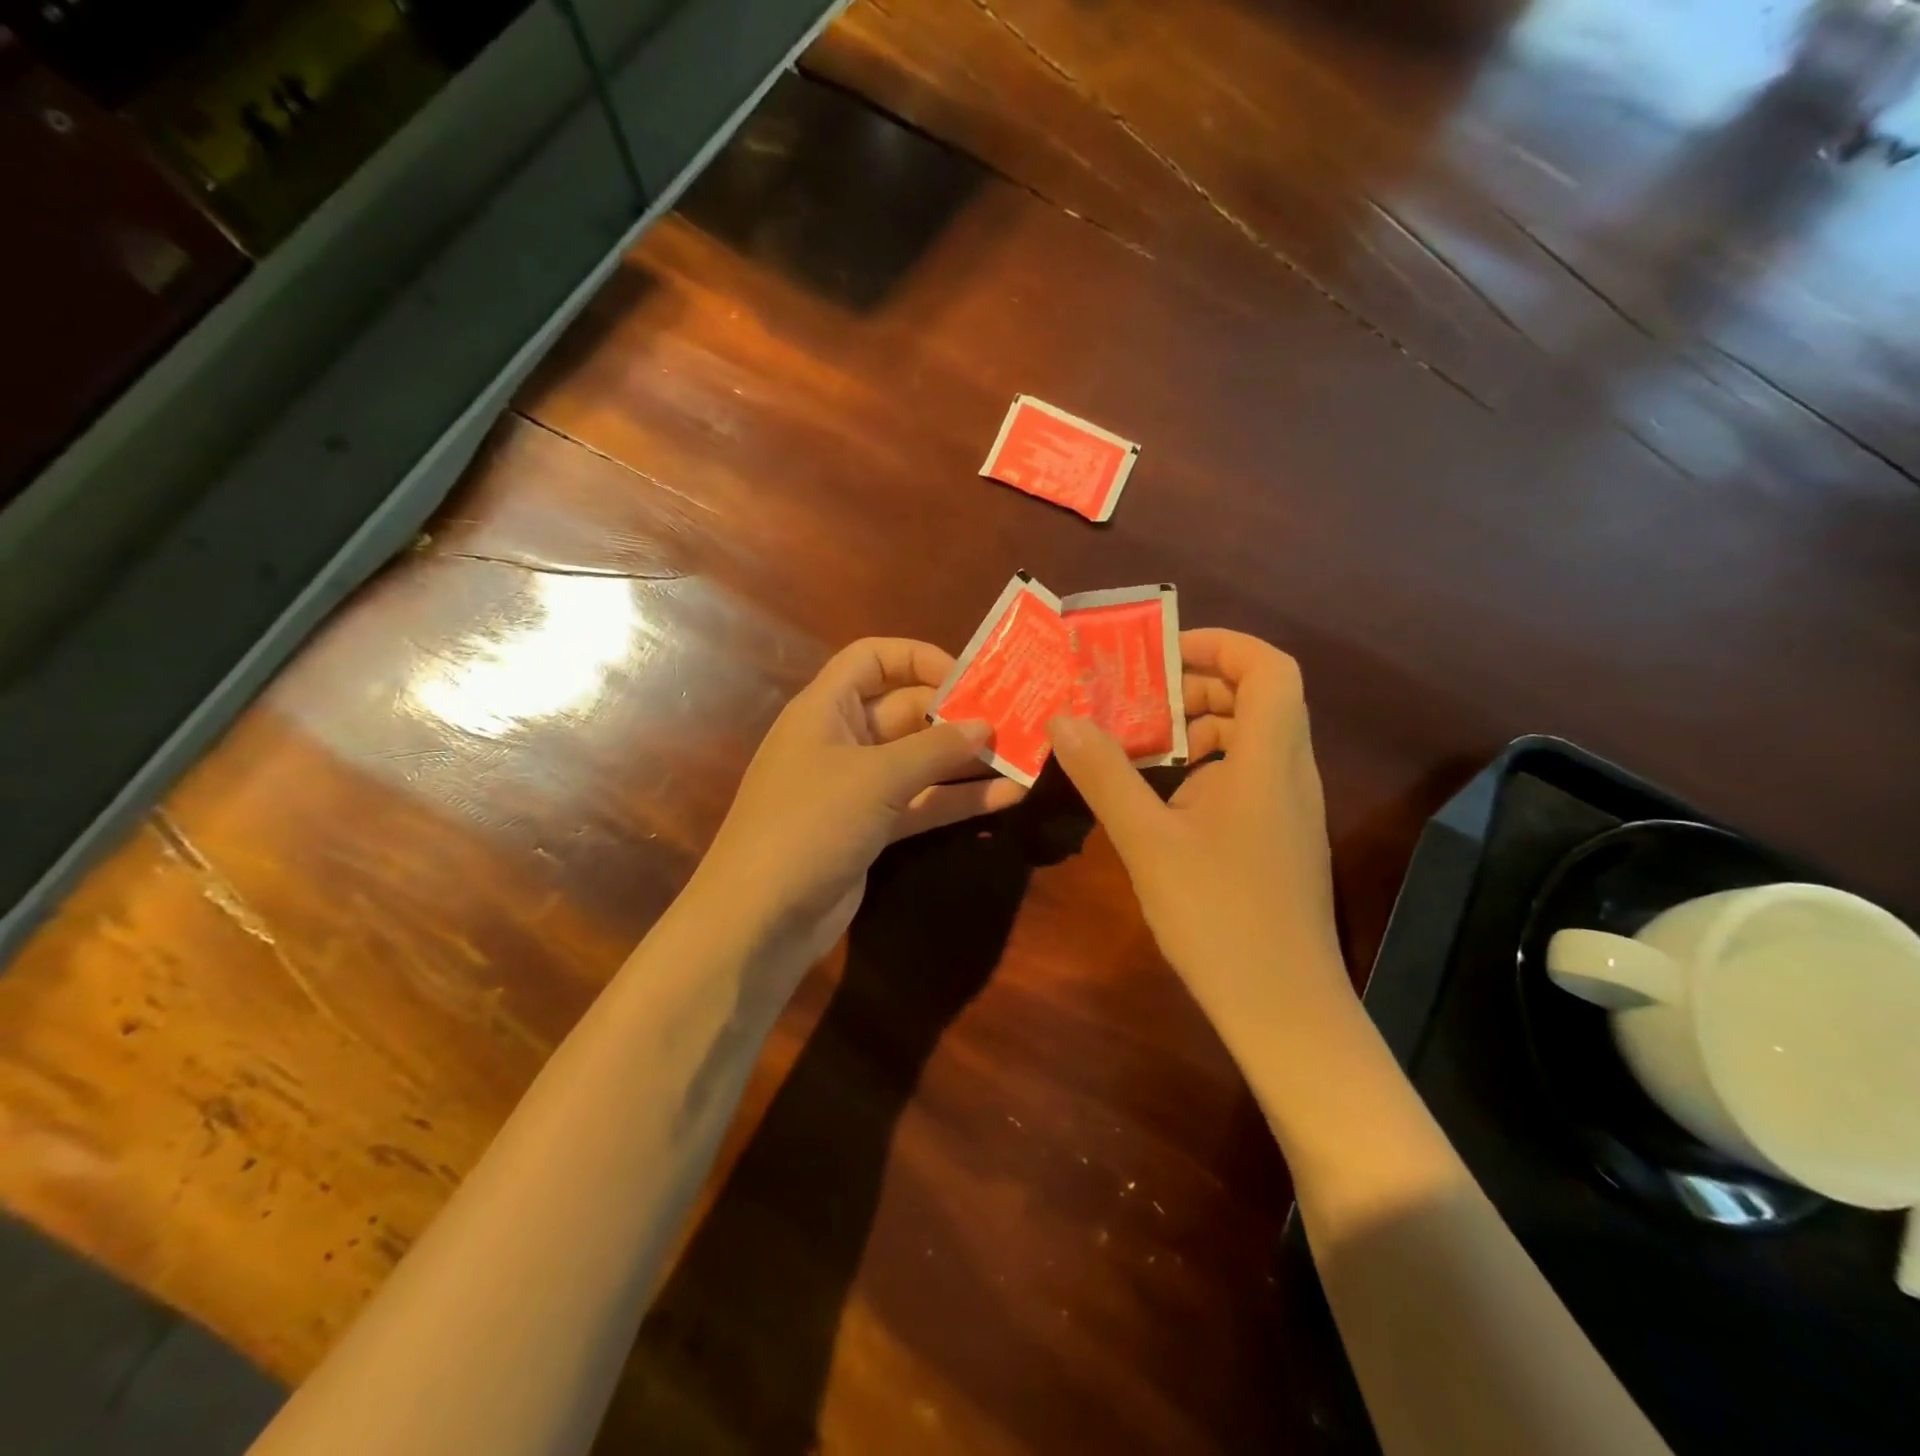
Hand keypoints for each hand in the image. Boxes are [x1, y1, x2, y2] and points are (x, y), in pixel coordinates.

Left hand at [693, 637, 1026, 964]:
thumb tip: (986, 725)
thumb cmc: (810, 824)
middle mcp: (841, 740)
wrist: (760, 919)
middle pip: (905, 710)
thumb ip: (935, 748)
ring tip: (1023, 757)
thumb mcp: (876, 777)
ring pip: (919, 761)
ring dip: (966, 760)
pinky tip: (1007, 798)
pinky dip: (957, 799)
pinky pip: (920, 803)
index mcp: (826, 708)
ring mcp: (857, 788)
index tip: (970, 678)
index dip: (919, 658)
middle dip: (957, 715)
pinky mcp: (871, 829)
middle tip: (1014, 720)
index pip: (872, 658)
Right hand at [1046, 629, 1348, 1050]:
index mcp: (1269, 760)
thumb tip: (1063, 718)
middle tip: (1137, 701)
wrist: (1283, 1008)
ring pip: (1252, 738)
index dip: (1221, 645)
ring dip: (1199, 728)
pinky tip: (1162, 799)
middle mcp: (1290, 773)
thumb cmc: (1218, 916)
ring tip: (1140, 746)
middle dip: (1197, 686)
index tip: (1160, 657)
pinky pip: (1247, 775)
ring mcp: (1289, 808)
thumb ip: (1105, 774)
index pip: (1269, 667)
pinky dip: (1206, 765)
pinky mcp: (1279, 837)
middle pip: (1259, 696)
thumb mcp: (1147, 841)